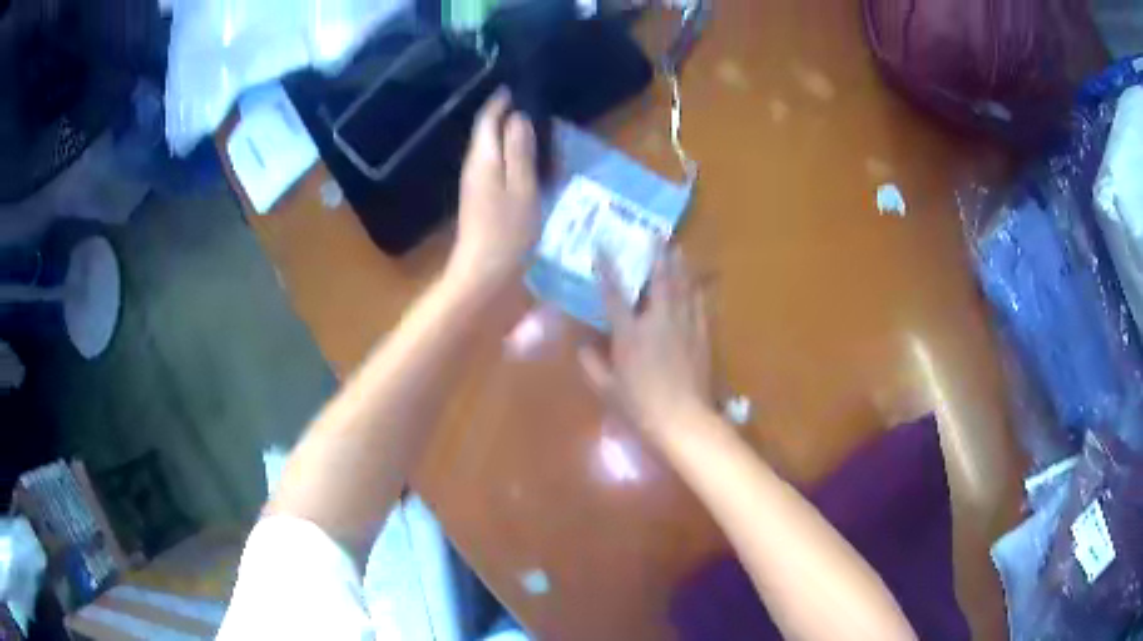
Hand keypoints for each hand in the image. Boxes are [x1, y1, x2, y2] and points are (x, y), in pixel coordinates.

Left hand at [447, 89, 540, 293]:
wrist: (484, 272)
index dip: (499, 102)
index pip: (487, 120)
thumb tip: (517, 118)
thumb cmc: (508, 230)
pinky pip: (494, 165)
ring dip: (507, 135)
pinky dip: (508, 155)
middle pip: (486, 132)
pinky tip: (525, 160)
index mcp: (483, 159)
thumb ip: (520, 151)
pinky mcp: (480, 199)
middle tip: (530, 105)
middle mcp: (474, 166)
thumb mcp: (522, 187)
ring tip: (532, 128)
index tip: (515, 87)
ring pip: (490, 149)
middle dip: (504, 115)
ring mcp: (474, 184)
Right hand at [578, 247, 715, 443]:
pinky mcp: (702, 336)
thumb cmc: (640, 406)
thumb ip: (592, 365)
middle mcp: (658, 321)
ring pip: (683, 287)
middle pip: (659, 280)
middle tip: (657, 234)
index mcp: (630, 333)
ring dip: (680, 266)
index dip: (607, 268)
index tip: (601, 245)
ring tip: (678, 248)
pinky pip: (700, 306)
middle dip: (657, 255)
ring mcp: (684, 326)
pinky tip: (699, 283)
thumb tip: (582, 347)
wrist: (683, 419)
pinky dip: (698, 291)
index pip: (615, 294)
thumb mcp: (607, 389)